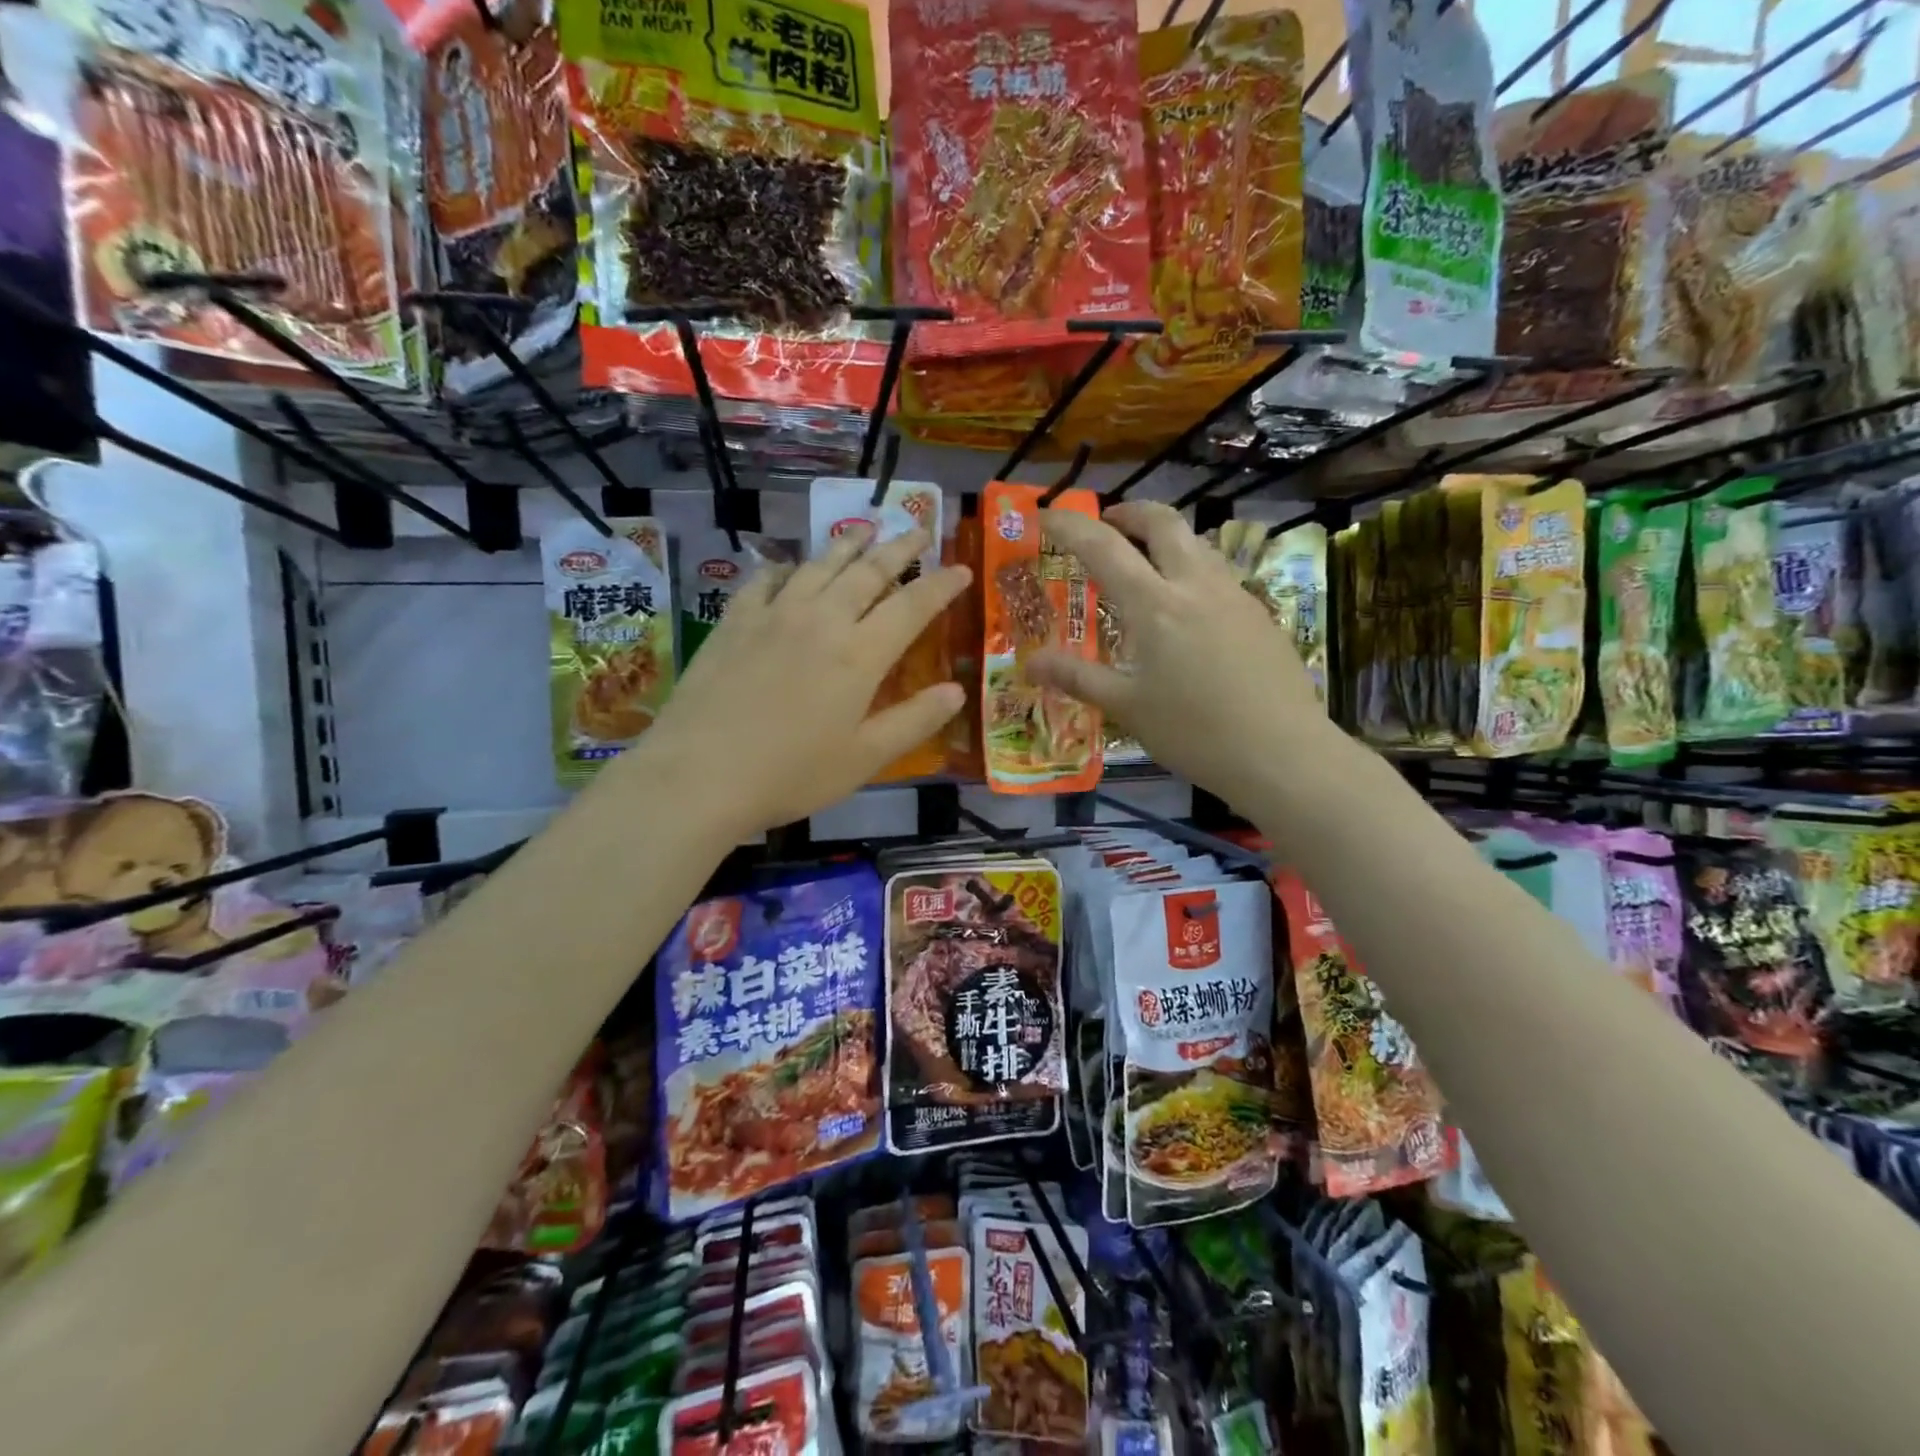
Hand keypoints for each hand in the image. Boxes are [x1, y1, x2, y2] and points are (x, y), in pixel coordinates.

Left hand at [623, 524, 969, 838]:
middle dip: (899, 548)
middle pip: (868, 571)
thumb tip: (957, 690)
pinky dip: (787, 568)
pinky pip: (766, 579)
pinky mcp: (734, 621)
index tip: (963, 569)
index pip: (912, 606)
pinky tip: (790, 568)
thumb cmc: (791, 774)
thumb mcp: (865, 758)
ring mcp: (774, 615)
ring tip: (865, 529)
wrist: (699, 774)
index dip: (941, 585)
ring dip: (848, 544)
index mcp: (860, 654)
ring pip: (819, 565)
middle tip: (919, 529)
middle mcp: (822, 620)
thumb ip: (914, 720)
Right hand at [1028, 502, 1340, 805]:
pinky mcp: (1260, 615)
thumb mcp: (1126, 707)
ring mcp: (1234, 596)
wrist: (1282, 753)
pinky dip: (1191, 570)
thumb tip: (1029, 663)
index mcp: (1155, 605)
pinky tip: (1188, 609)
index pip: (1104, 547)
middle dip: (1129, 512)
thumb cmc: (1194, 732)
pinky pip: (1219, 574)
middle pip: (1163, 522)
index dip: (1071, 526)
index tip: (1047, 515)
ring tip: (1147, 563)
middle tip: (1107, 523)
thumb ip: (1077, 677)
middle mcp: (1196, 585)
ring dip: (1166, 538)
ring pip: (1197, 543)